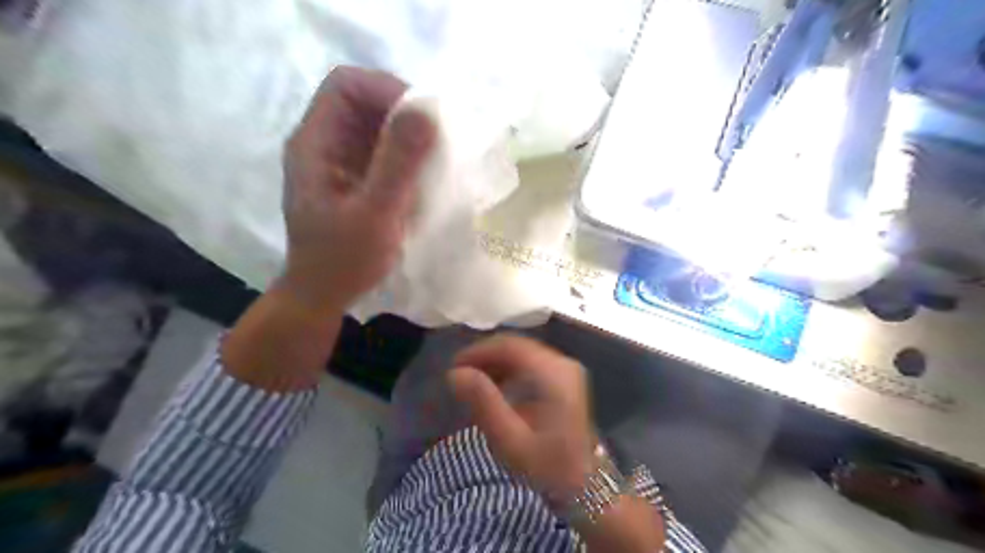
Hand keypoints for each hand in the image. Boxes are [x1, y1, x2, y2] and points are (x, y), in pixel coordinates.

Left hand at [284, 65, 437, 310]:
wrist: (323, 296)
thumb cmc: (343, 260)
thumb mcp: (374, 214)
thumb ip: (398, 163)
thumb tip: (428, 111)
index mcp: (315, 143)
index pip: (347, 85)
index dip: (386, 90)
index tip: (424, 118)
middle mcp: (323, 144)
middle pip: (363, 101)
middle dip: (403, 112)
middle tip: (437, 138)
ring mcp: (338, 162)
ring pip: (375, 126)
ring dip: (408, 135)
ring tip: (435, 156)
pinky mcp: (354, 179)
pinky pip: (382, 151)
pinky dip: (406, 155)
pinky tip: (423, 175)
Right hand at [449, 335, 595, 502]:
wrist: (585, 486)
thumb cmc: (546, 466)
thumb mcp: (510, 441)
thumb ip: (484, 403)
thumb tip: (455, 373)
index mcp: (553, 374)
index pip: (510, 346)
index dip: (479, 351)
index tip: (455, 367)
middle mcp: (563, 363)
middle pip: (517, 346)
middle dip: (485, 356)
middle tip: (460, 375)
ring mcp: (566, 369)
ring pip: (523, 353)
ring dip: (496, 363)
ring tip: (473, 382)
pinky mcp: (565, 378)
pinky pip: (531, 363)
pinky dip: (509, 369)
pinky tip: (496, 387)